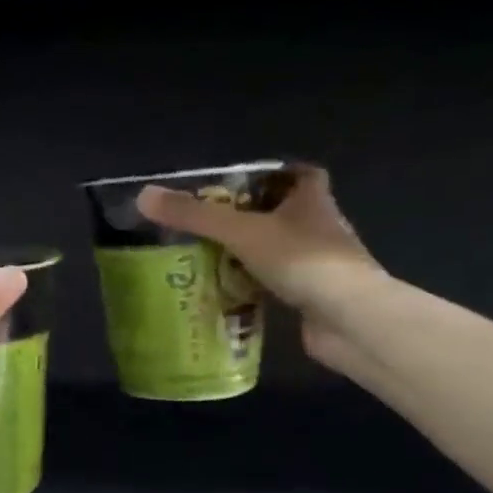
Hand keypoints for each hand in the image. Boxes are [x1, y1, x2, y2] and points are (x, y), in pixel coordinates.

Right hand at [134, 165, 382, 368]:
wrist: (349, 318)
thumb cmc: (301, 260)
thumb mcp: (240, 232)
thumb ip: (194, 216)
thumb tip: (143, 197)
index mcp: (312, 199)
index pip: (300, 174)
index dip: (274, 174)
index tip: (240, 183)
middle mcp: (321, 227)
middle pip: (286, 212)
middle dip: (252, 216)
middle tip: (210, 223)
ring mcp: (320, 264)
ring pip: (281, 250)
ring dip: (252, 253)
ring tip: (209, 257)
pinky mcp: (314, 296)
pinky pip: (279, 284)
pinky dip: (256, 286)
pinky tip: (228, 293)